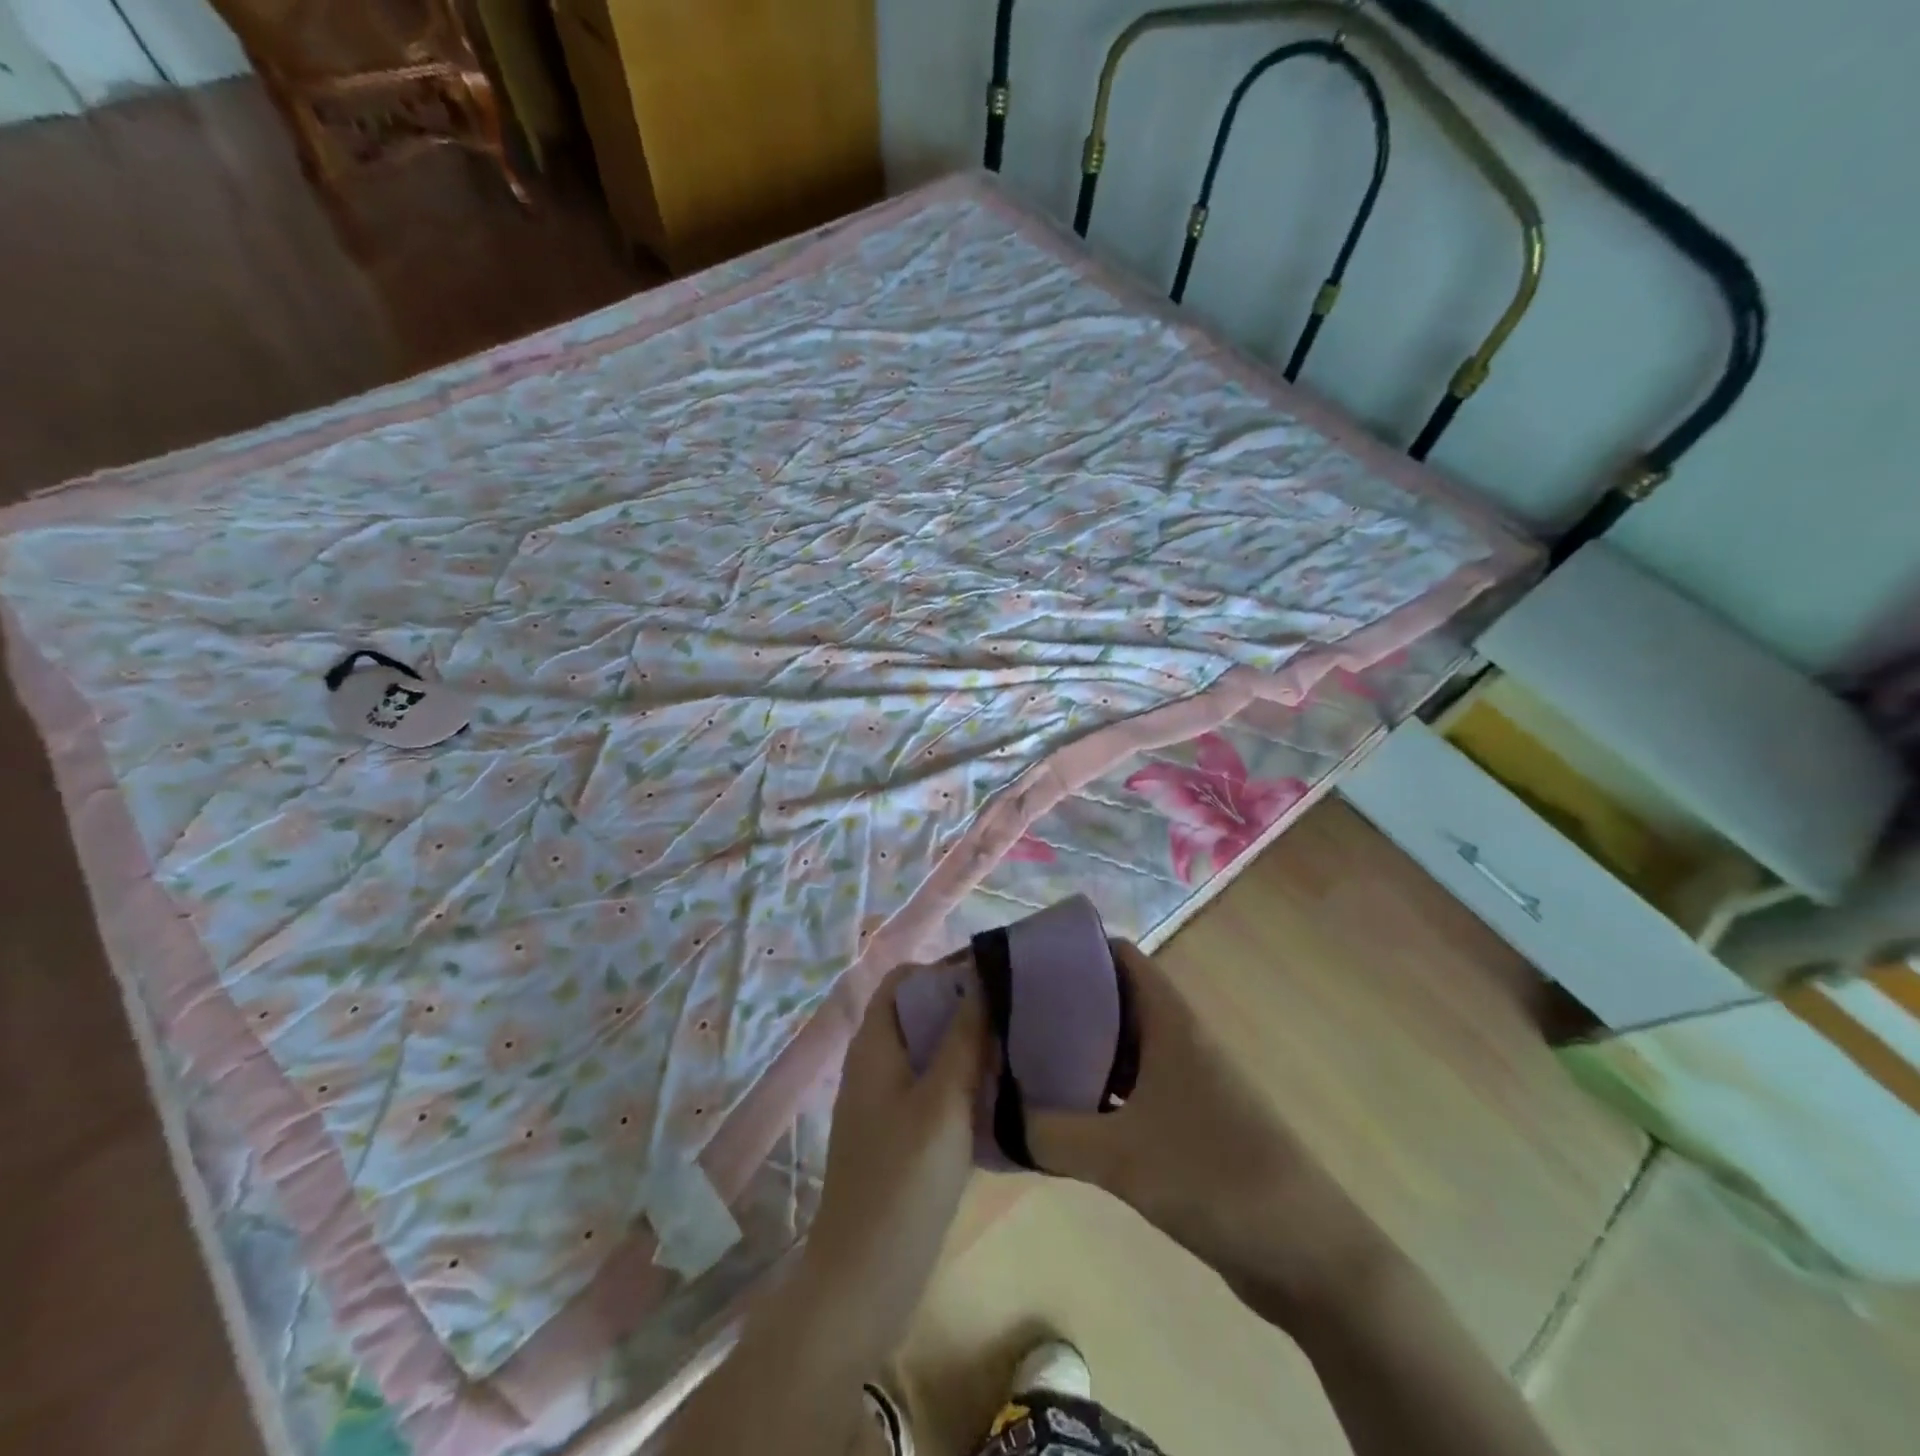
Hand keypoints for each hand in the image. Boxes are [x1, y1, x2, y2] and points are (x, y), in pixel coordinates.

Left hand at [801, 961, 987, 1338]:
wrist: (863, 1281)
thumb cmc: (902, 1182)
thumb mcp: (943, 1102)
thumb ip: (963, 1038)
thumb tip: (984, 976)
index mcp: (874, 1044)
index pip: (906, 979)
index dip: (945, 968)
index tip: (995, 975)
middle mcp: (874, 1063)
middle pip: (918, 1011)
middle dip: (963, 1003)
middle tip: (1015, 1008)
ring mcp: (883, 1100)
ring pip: (927, 1050)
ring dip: (966, 1042)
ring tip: (1016, 1043)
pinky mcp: (898, 1133)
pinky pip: (931, 1086)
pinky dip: (961, 1078)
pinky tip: (1000, 1092)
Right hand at [1027, 941, 1386, 1317]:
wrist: (1306, 1253)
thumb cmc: (1213, 1176)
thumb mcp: (1120, 1155)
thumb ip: (1049, 1133)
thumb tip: (997, 1116)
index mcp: (1170, 1021)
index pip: (1120, 956)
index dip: (1075, 948)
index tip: (1025, 961)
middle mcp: (1178, 1039)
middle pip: (1115, 1000)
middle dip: (1065, 1002)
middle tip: (1010, 1015)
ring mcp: (1187, 1082)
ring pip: (1123, 1048)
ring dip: (1080, 1051)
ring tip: (1024, 1058)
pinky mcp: (1189, 1123)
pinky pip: (1132, 1091)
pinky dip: (1098, 1094)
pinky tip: (1063, 1114)